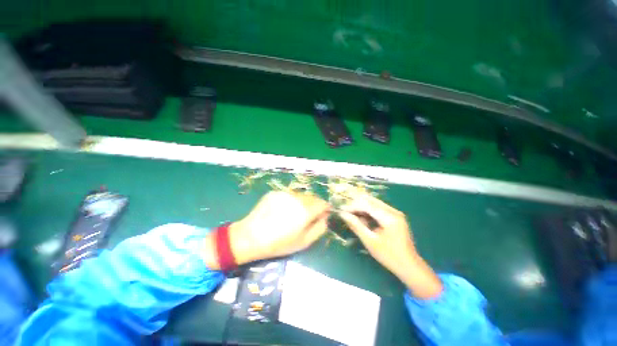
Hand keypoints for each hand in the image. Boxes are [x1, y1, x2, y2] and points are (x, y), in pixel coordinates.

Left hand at [203, 191, 328, 268]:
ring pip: (301, 195)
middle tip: (309, 216)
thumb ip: (319, 228)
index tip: (323, 214)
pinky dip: (291, 201)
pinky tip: (282, 211)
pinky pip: (289, 195)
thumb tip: (325, 217)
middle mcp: (297, 198)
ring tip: (294, 214)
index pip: (323, 203)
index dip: (325, 208)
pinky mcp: (275, 192)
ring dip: (303, 202)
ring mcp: (285, 193)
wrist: (250, 237)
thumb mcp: (304, 242)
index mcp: (305, 210)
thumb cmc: (279, 243)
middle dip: (315, 205)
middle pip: (313, 198)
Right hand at [338, 191, 442, 298]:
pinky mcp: (395, 217)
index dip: (353, 206)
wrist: (410, 266)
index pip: (367, 205)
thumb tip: (343, 214)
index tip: (341, 210)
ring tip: (352, 215)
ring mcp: (395, 213)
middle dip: (356, 205)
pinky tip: (362, 218)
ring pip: (374, 204)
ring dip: (362, 208)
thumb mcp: (370, 241)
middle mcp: (393, 211)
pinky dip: (368, 212)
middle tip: (345, 211)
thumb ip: (356, 226)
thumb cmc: (389, 256)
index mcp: (389, 217)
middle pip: (371, 201)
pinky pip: (378, 209)